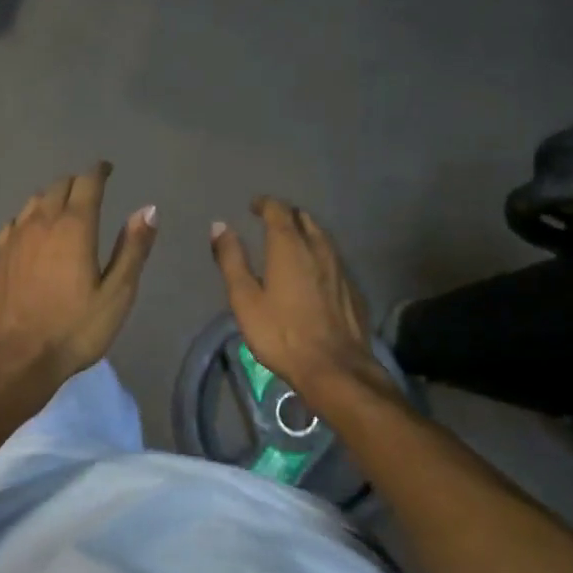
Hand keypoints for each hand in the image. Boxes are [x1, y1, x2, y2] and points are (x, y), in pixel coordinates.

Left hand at [0, 163, 157, 385]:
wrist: (16, 358)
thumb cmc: (75, 328)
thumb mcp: (117, 293)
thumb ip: (133, 248)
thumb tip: (148, 209)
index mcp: (75, 226)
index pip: (87, 182)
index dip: (99, 171)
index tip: (107, 169)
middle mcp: (42, 221)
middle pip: (59, 186)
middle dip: (77, 183)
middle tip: (91, 190)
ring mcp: (15, 236)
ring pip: (35, 200)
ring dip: (52, 197)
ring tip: (64, 207)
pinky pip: (16, 221)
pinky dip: (30, 217)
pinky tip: (33, 231)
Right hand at [210, 197, 389, 403]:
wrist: (336, 368)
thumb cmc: (282, 334)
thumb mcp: (245, 299)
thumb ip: (232, 260)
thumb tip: (219, 226)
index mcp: (289, 246)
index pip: (278, 210)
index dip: (265, 204)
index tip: (254, 205)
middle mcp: (318, 248)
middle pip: (304, 218)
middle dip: (286, 215)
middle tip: (271, 222)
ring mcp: (340, 268)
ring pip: (322, 237)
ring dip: (305, 232)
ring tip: (292, 243)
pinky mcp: (352, 288)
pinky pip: (334, 259)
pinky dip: (319, 255)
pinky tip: (314, 272)